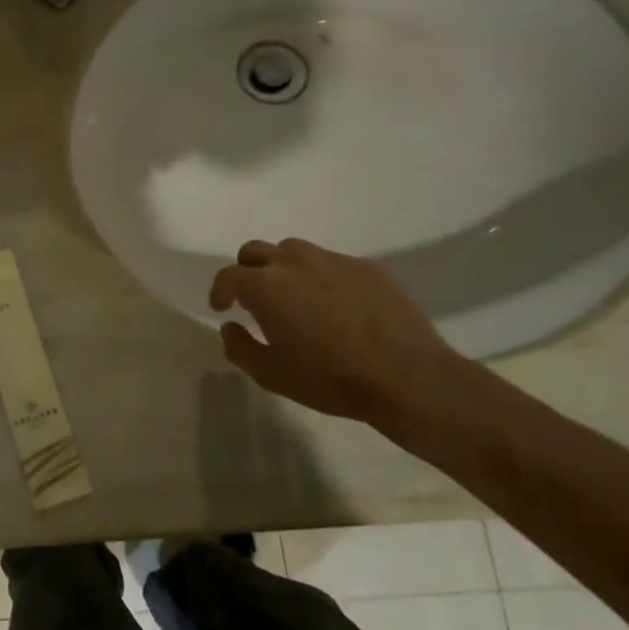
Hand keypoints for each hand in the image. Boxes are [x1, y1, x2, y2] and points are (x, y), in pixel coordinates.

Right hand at [209, 238, 477, 429]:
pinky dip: (320, 276)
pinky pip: (331, 262)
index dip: (219, 291)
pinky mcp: (368, 268)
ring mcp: (335, 261)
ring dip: (282, 268)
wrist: (409, 378)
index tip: (222, 308)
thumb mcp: (270, 374)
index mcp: (266, 287)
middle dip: (247, 271)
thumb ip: (239, 347)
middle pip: (256, 251)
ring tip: (294, 297)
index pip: (228, 276)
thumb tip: (230, 327)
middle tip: (253, 298)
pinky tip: (334, 305)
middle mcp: (296, 263)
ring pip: (294, 250)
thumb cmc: (330, 379)